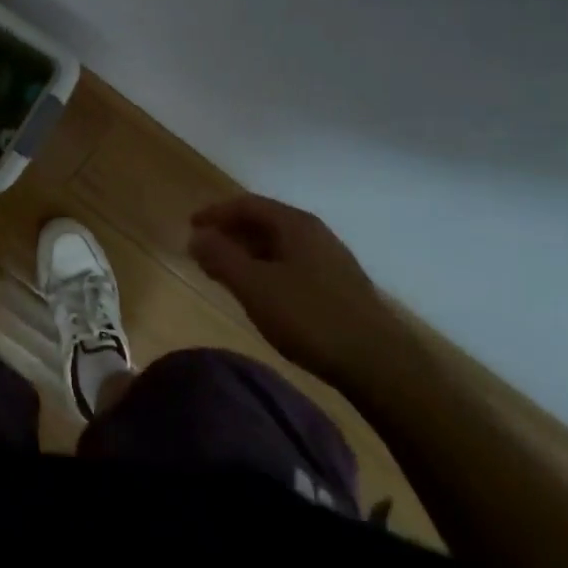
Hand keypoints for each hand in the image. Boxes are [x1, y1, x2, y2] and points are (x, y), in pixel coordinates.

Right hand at [188, 194, 399, 383]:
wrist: (377, 362)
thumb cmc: (309, 317)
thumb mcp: (254, 286)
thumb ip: (221, 257)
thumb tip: (196, 236)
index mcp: (295, 224)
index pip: (247, 204)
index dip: (215, 213)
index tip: (190, 226)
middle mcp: (315, 233)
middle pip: (264, 222)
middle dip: (230, 233)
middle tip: (203, 251)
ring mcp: (330, 259)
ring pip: (278, 245)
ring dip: (247, 253)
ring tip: (225, 273)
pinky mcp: (338, 285)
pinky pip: (291, 264)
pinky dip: (266, 269)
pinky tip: (260, 293)